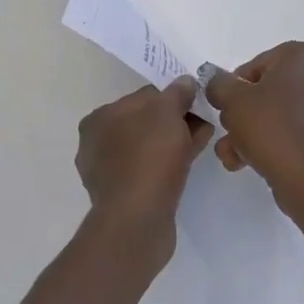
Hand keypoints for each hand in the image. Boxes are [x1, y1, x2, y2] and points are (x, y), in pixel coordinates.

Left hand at [75, 77, 212, 263]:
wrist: (137, 221)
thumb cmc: (148, 156)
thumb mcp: (167, 112)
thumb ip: (177, 92)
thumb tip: (185, 82)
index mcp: (99, 118)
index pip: (144, 96)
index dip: (174, 97)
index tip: (197, 103)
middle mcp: (98, 143)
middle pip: (147, 122)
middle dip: (177, 120)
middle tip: (205, 122)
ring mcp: (109, 172)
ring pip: (151, 146)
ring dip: (177, 140)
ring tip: (204, 139)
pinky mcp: (123, 196)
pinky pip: (151, 168)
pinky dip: (170, 162)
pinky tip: (191, 161)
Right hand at [204, 42, 303, 234]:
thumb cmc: (272, 128)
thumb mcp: (232, 100)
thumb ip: (218, 84)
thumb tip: (219, 84)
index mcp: (301, 56)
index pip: (255, 64)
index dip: (234, 87)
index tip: (225, 107)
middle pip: (264, 90)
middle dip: (241, 114)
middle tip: (229, 131)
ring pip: (274, 114)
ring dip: (248, 132)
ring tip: (232, 154)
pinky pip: (289, 131)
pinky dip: (268, 143)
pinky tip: (246, 163)